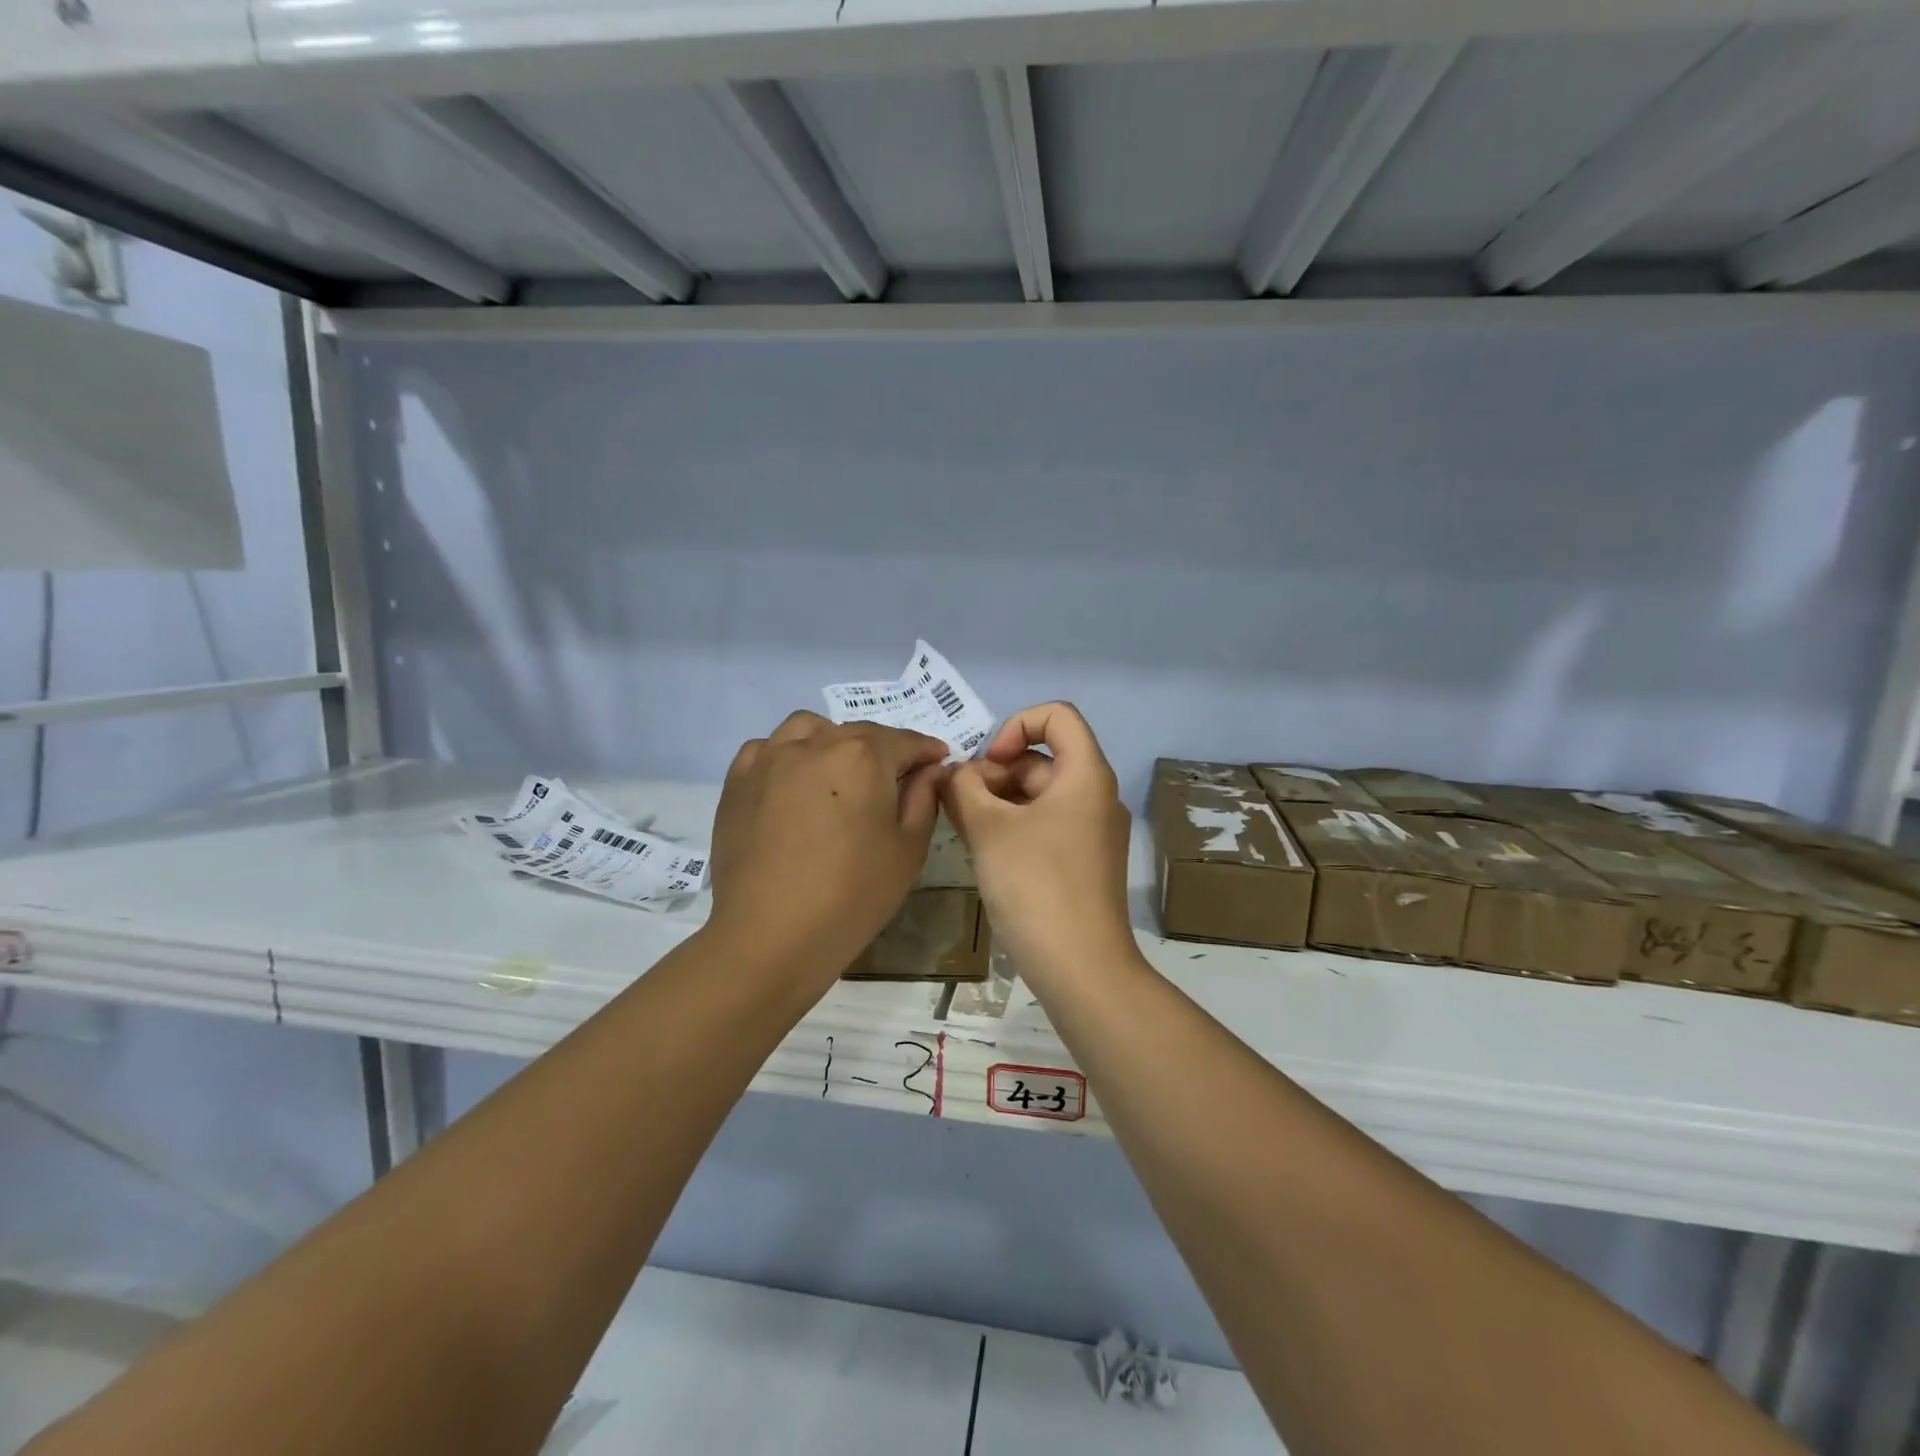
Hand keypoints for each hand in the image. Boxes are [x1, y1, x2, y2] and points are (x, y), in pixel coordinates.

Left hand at [707, 712, 948, 990]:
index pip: (904, 741)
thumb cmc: (852, 896)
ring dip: (831, 741)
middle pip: (858, 734)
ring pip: (808, 729)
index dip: (926, 750)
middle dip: (883, 749)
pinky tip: (792, 783)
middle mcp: (815, 743)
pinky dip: (785, 755)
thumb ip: (923, 800)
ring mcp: (770, 759)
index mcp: (863, 756)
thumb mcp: (907, 851)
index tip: (938, 760)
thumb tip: (931, 770)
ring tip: (838, 772)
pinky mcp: (737, 781)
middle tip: (894, 778)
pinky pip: (765, 749)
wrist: (770, 936)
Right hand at [940, 702, 1135, 985]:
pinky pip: (1045, 826)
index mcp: (1086, 775)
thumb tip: (952, 773)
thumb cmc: (1036, 884)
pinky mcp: (1082, 863)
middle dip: (995, 772)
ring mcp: (1092, 832)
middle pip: (1042, 759)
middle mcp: (1096, 796)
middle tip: (960, 804)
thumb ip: (963, 789)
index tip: (987, 763)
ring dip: (998, 801)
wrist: (1081, 967)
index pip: (1057, 716)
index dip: (1016, 726)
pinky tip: (982, 850)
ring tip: (963, 828)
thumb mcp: (989, 829)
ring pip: (1039, 796)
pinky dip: (1013, 827)